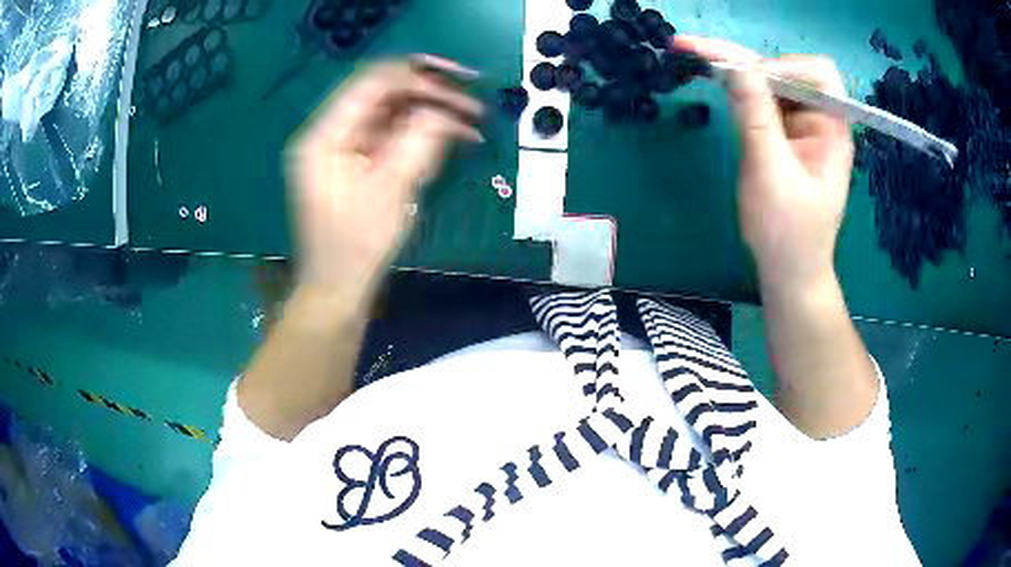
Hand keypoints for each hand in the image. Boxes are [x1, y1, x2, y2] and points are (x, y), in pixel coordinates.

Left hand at [285, 55, 482, 293]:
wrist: (337, 290)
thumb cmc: (358, 248)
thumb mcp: (392, 190)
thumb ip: (420, 141)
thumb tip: (446, 110)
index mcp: (325, 136)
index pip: (374, 83)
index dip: (419, 75)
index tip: (463, 82)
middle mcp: (329, 134)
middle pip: (383, 95)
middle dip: (430, 95)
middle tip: (473, 104)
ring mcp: (340, 149)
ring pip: (390, 115)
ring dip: (429, 116)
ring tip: (470, 126)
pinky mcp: (353, 164)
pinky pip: (388, 136)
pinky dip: (418, 136)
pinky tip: (448, 141)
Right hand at [673, 37, 853, 292]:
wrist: (788, 272)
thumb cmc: (787, 233)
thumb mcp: (770, 174)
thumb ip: (755, 117)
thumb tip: (735, 66)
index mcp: (832, 129)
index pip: (817, 73)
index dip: (783, 66)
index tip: (747, 79)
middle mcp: (819, 121)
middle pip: (786, 71)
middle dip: (744, 59)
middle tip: (692, 48)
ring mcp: (800, 127)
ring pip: (769, 82)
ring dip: (735, 69)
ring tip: (693, 56)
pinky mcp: (782, 136)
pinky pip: (760, 100)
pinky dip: (737, 89)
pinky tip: (714, 81)